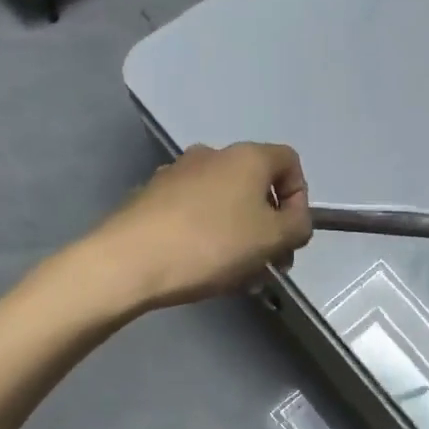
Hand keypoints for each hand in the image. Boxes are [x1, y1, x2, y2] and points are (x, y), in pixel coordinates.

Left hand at [94, 143, 311, 310]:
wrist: (128, 261)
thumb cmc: (211, 244)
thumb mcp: (272, 239)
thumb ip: (298, 226)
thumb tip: (294, 220)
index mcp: (246, 157)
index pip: (290, 162)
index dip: (299, 198)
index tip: (290, 234)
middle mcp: (212, 154)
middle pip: (255, 185)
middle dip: (268, 224)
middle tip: (268, 264)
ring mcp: (177, 173)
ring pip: (224, 201)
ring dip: (239, 233)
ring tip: (236, 275)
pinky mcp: (151, 196)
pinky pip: (194, 212)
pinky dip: (207, 233)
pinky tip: (201, 267)